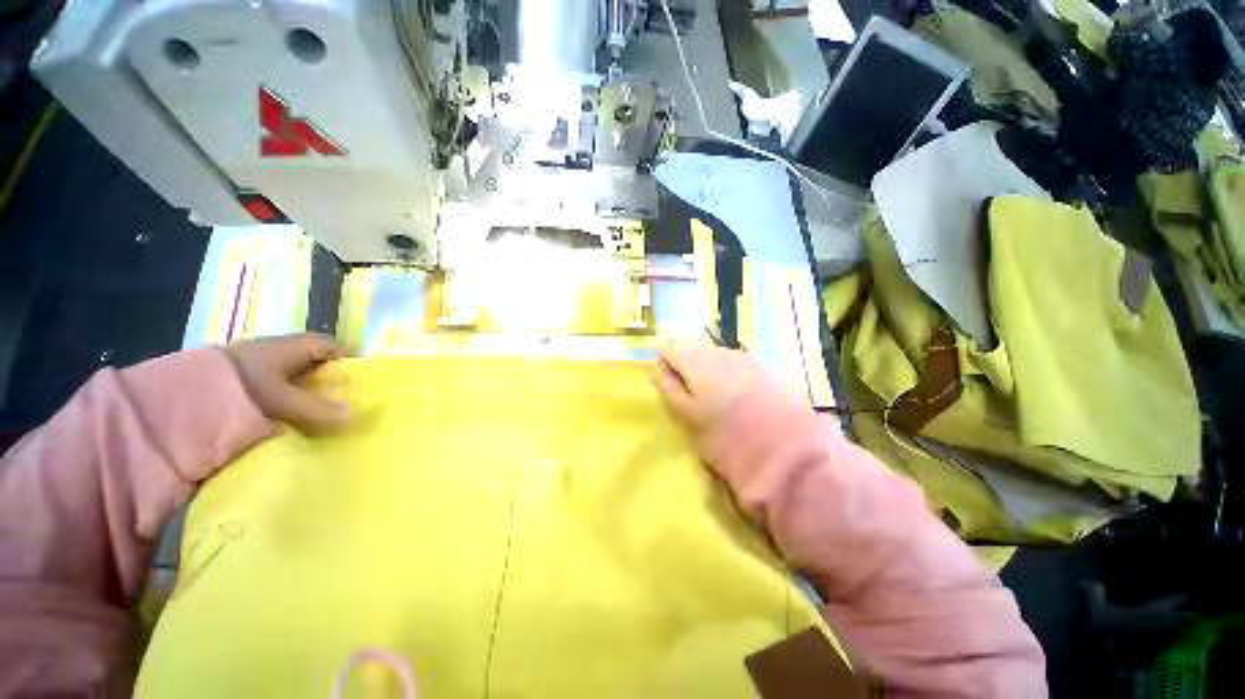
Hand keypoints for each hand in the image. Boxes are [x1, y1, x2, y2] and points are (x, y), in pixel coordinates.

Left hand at [224, 334, 349, 431]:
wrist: (180, 392)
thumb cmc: (240, 385)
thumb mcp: (282, 398)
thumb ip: (317, 408)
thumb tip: (354, 416)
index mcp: (292, 346)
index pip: (329, 346)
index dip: (346, 359)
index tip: (356, 381)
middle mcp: (278, 350)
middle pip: (314, 361)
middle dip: (328, 379)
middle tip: (341, 401)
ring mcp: (259, 364)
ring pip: (295, 374)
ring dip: (306, 391)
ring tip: (316, 413)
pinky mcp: (244, 379)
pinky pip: (277, 385)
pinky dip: (287, 398)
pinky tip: (288, 415)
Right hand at [650, 339, 764, 433]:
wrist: (789, 453)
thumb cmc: (725, 437)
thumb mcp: (687, 416)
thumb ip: (668, 388)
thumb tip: (656, 369)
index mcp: (697, 359)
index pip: (669, 349)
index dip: (667, 369)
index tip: (674, 392)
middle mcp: (722, 351)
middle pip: (694, 350)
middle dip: (689, 371)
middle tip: (694, 402)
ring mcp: (748, 358)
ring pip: (717, 358)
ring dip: (711, 374)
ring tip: (719, 404)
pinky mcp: (768, 370)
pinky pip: (738, 367)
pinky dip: (732, 379)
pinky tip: (742, 403)